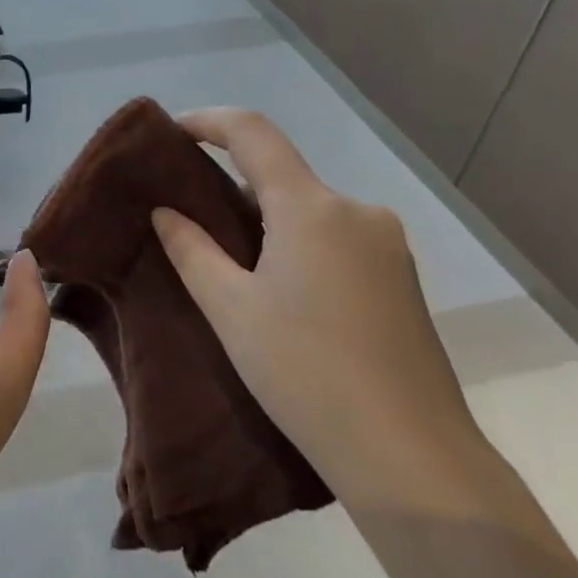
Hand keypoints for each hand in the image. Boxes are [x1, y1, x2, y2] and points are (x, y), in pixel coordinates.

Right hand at [151, 108, 492, 517]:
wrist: (410, 457)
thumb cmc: (305, 371)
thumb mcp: (230, 310)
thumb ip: (192, 250)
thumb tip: (167, 213)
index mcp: (311, 207)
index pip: (253, 132)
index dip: (208, 121)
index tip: (172, 133)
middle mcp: (356, 211)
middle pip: (282, 176)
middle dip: (233, 186)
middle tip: (191, 220)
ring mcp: (387, 245)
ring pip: (310, 211)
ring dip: (267, 222)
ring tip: (232, 268)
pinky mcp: (401, 279)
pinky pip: (336, 239)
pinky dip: (299, 245)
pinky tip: (283, 294)